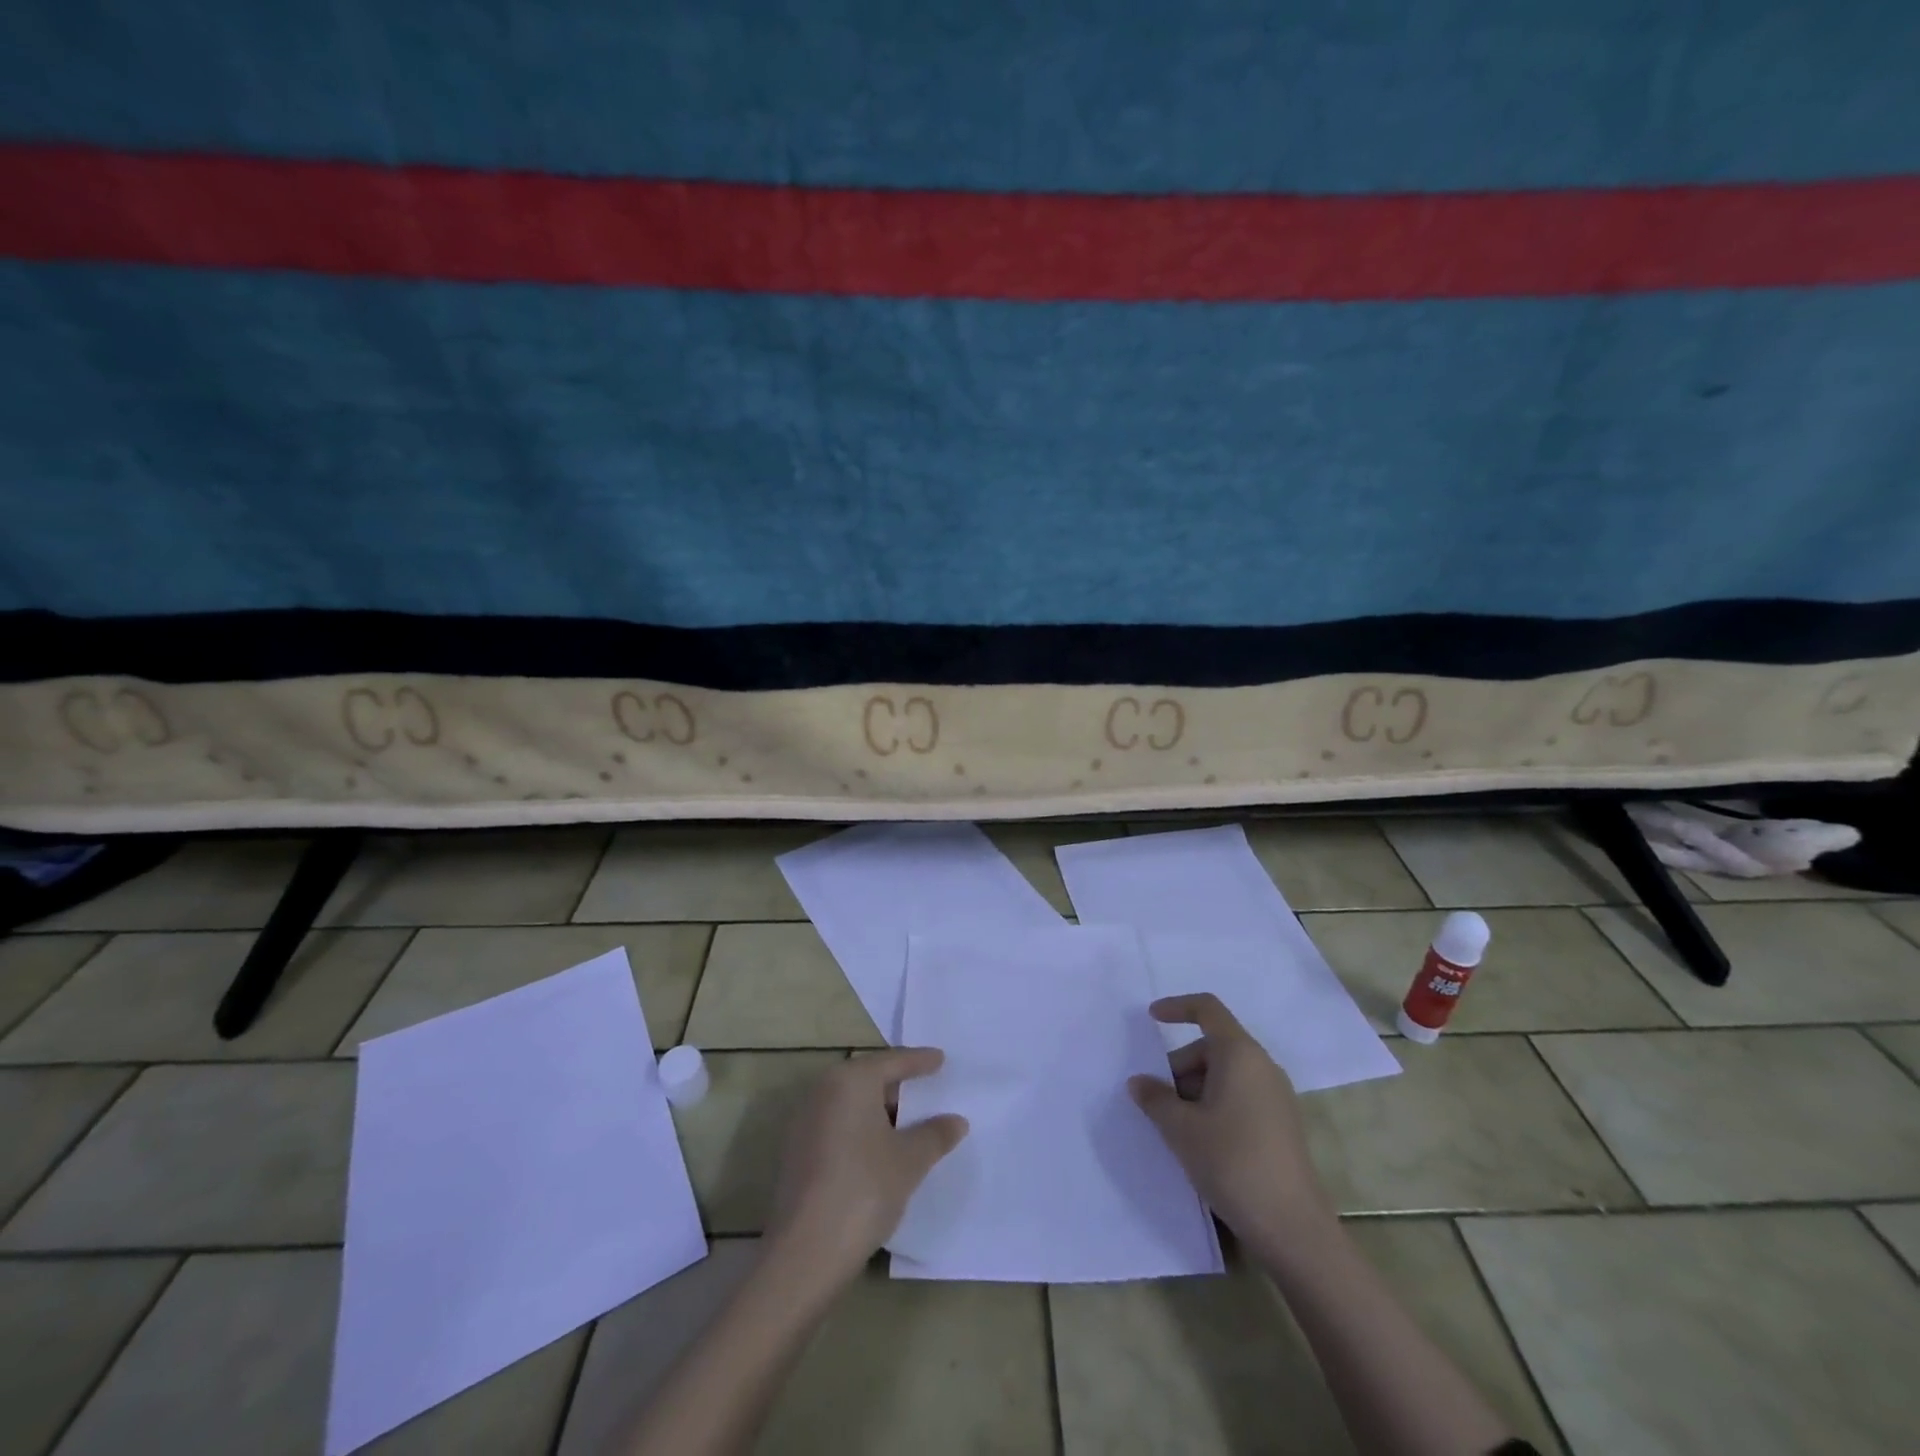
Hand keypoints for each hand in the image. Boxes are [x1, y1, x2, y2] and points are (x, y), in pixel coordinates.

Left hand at [765, 1047, 967, 1291]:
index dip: (920, 1061)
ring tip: (910, 1122)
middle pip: (869, 1078)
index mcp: (850, 1080)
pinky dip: (861, 1128)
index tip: (941, 1059)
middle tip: (928, 1089)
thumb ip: (935, 1135)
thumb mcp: (909, 1161)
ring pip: (851, 1103)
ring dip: (879, 1110)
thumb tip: (956, 1120)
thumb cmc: (863, 1191)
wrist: (805, 1254)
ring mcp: (804, 1120)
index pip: (893, 1061)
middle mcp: (822, 1090)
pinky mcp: (796, 1151)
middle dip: (899, 1085)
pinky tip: (880, 1149)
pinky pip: (838, 1124)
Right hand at [1128, 993, 1334, 1248]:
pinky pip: (1240, 1095)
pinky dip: (1214, 1104)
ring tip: (1175, 1125)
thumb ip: (1155, 1098)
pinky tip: (1200, 1140)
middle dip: (1180, 1065)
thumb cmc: (1232, 1162)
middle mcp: (1262, 1066)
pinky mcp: (1281, 1124)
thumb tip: (1139, 1082)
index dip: (1177, 1007)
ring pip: (1225, 1074)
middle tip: (1157, 1100)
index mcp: (1240, 1054)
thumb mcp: (1181, 1129)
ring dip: (1195, 1089)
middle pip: (1212, 1046)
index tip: (1151, 1018)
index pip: (1207, 1009)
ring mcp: (1276, 1096)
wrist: (1292, 1228)